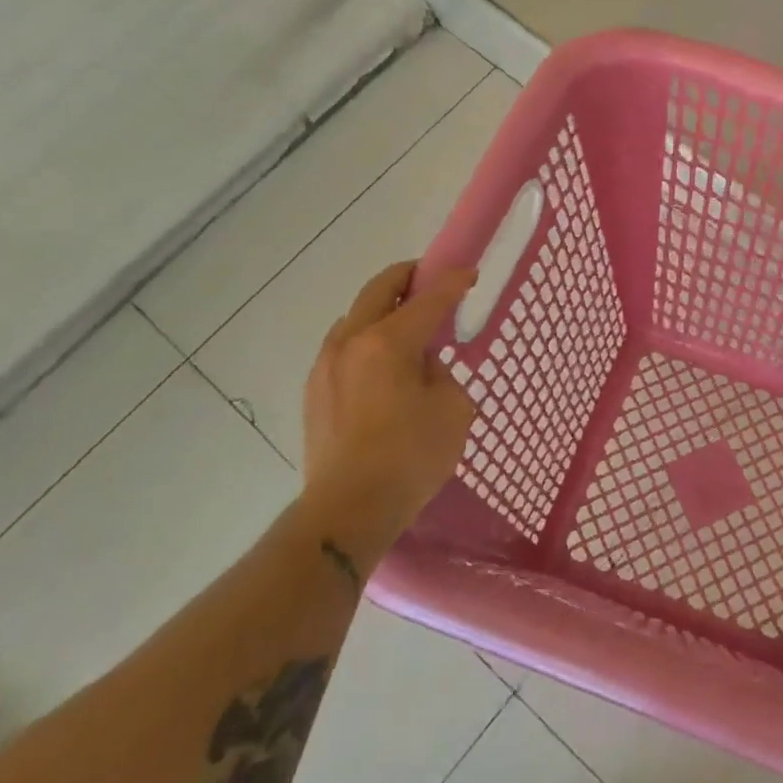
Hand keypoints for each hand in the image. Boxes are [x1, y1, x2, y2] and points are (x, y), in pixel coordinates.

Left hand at [298, 261, 476, 561]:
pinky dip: (366, 339)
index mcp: (388, 343)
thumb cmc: (410, 459)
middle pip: (378, 290)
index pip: (428, 299)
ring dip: (382, 309)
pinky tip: (382, 364)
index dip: (452, 282)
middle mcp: (351, 343)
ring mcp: (325, 366)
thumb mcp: (452, 411)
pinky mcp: (314, 391)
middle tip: (430, 279)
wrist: (347, 510)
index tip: (469, 272)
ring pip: (355, 317)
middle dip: (407, 277)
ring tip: (406, 325)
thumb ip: (441, 375)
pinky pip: (343, 347)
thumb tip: (422, 366)